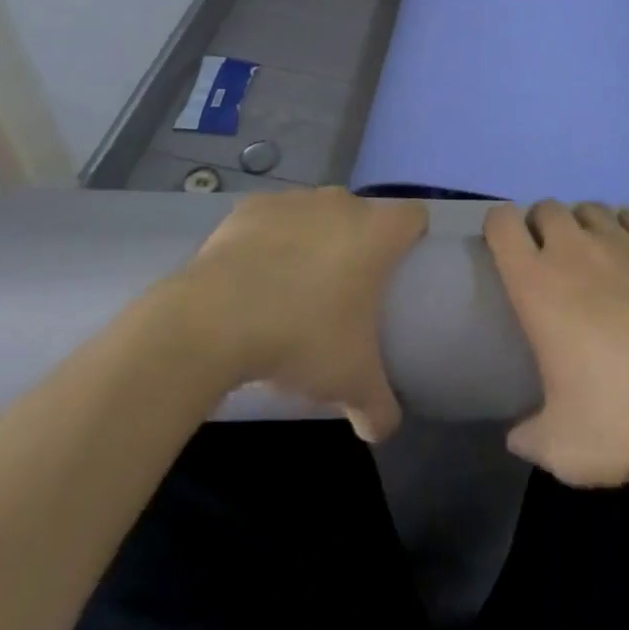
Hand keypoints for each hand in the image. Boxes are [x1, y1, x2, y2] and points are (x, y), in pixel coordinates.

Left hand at [178, 187, 425, 441]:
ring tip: (295, 286)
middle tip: (345, 291)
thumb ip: (378, 408)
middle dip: (358, 244)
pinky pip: (273, 219)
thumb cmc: (301, 338)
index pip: (414, 217)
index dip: (412, 239)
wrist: (214, 319)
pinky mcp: (251, 206)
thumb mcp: (350, 383)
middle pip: (362, 215)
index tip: (400, 271)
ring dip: (314, 239)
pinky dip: (270, 240)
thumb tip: (382, 429)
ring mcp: (294, 199)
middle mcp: (341, 203)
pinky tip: (255, 277)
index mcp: (377, 233)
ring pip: (317, 213)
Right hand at [484, 200, 628, 486]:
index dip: (499, 227)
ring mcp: (622, 241)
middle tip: (553, 262)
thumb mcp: (564, 447)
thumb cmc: (624, 416)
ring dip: (585, 226)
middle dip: (544, 226)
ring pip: (591, 208)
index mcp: (537, 284)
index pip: (503, 224)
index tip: (506, 249)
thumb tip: (517, 439)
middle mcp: (574, 250)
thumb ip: (532, 439)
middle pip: (547, 207)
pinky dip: (628, 228)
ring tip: (596, 259)